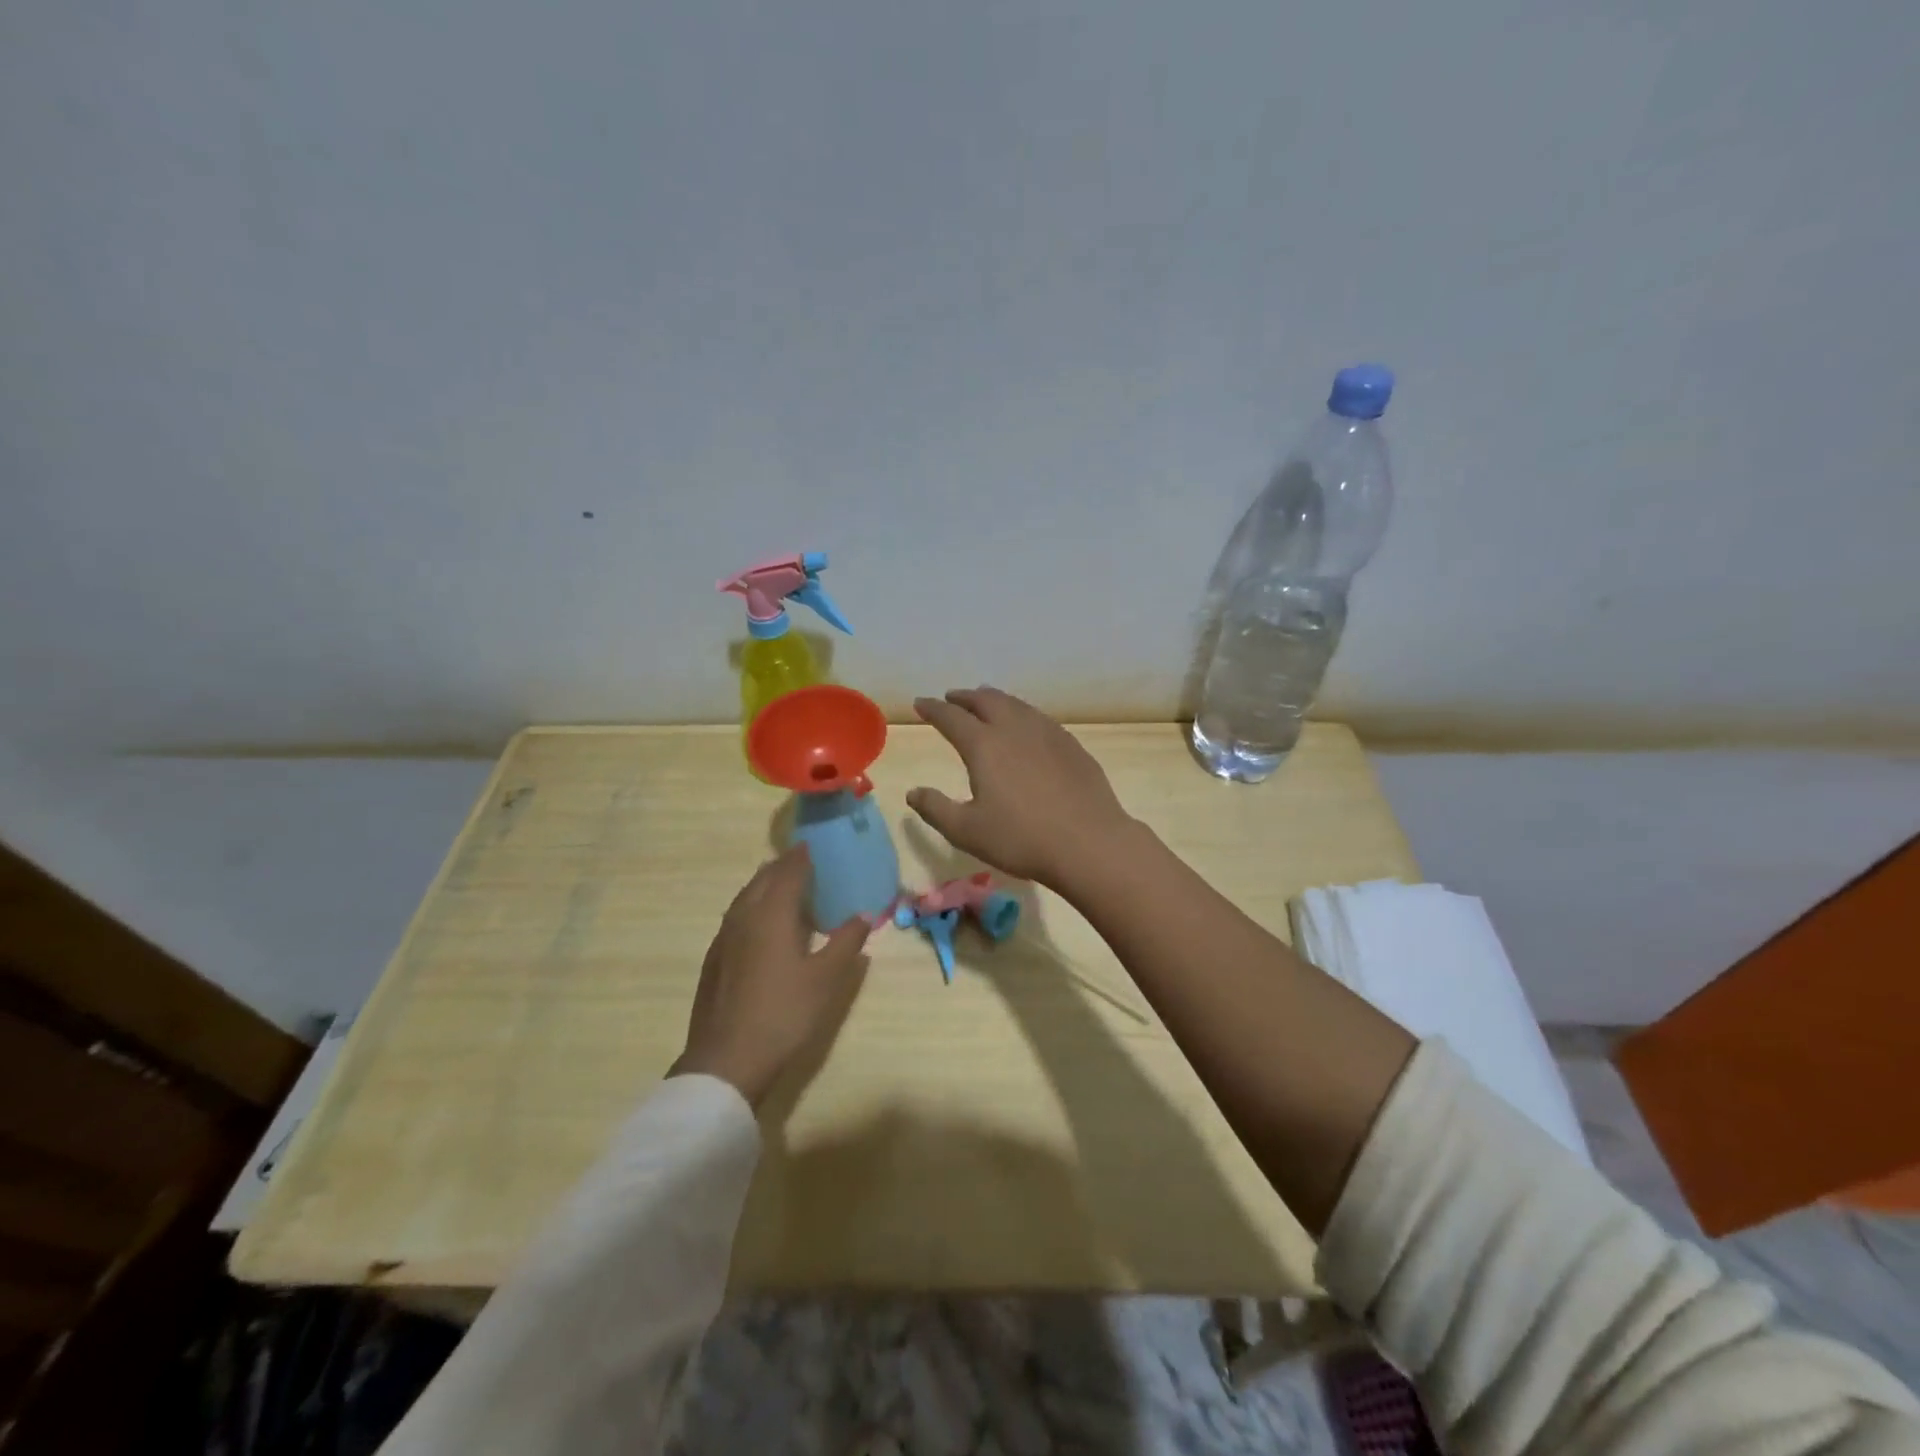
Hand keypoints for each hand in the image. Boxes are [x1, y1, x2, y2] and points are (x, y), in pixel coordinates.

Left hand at [670, 846, 870, 1107]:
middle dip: (781, 866)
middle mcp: (744, 917)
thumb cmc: (783, 1014)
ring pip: (744, 898)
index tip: (813, 845)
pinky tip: (760, 926)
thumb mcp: (826, 980)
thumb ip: (845, 943)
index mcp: (771, 915)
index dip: (801, 857)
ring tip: (782, 887)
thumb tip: (864, 915)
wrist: (725, 1061)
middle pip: (762, 880)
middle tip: (802, 862)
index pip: (788, 872)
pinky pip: (735, 918)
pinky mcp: (714, 960)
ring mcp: (723, 939)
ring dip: (764, 885)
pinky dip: (751, 907)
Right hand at [907, 687, 1136, 889]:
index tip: (921, 703)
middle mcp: (1014, 729)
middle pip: (985, 701)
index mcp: (984, 745)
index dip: (933, 709)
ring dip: (994, 700)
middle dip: (964, 697)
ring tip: (985, 702)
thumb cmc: (1021, 839)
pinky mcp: (1071, 744)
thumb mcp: (967, 831)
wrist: (1089, 843)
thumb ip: (936, 809)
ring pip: (1015, 704)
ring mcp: (1047, 733)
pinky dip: (1021, 712)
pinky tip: (1025, 726)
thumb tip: (913, 792)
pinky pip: (1038, 717)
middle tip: (952, 698)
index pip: (951, 717)